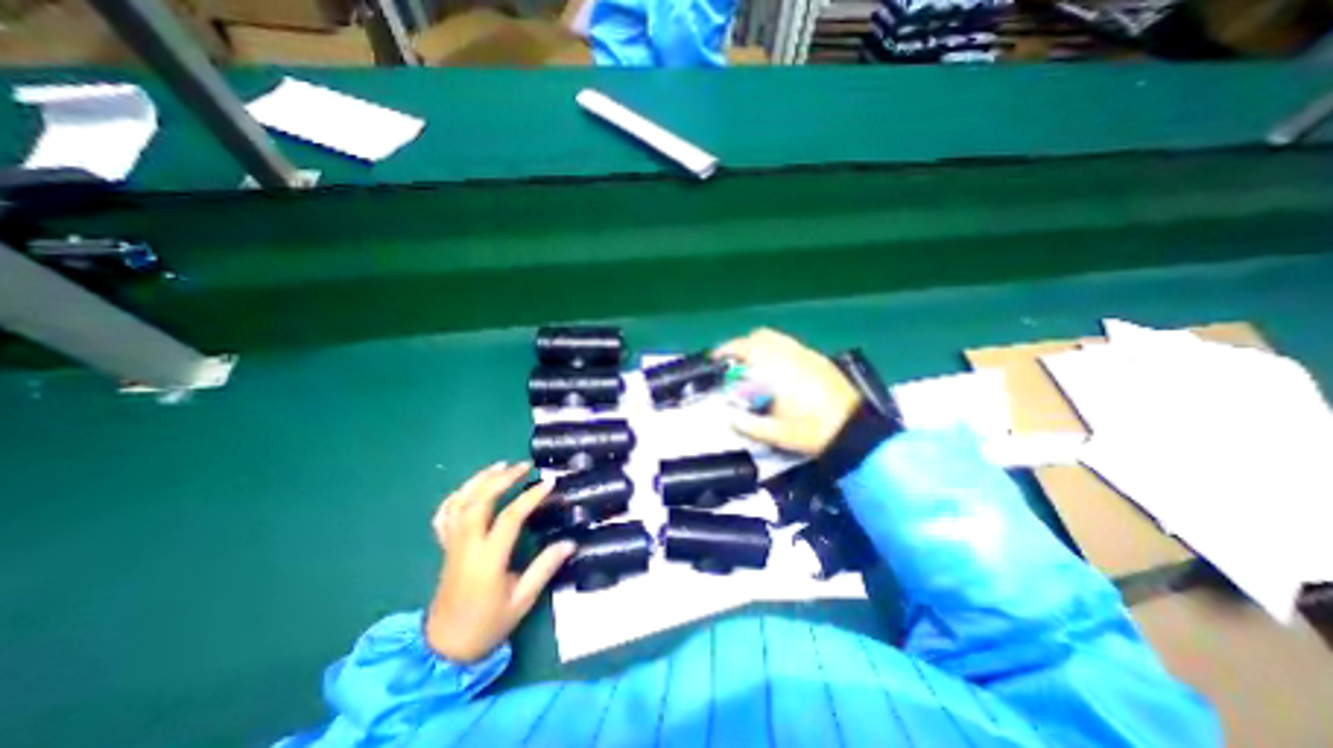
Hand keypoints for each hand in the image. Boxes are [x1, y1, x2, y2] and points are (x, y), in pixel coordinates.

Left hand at [425, 463, 573, 662]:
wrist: (443, 650)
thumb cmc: (487, 625)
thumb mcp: (522, 601)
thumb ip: (544, 568)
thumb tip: (570, 543)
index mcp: (487, 560)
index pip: (509, 518)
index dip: (530, 497)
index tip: (549, 483)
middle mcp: (466, 546)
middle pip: (478, 502)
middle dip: (501, 479)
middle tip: (523, 466)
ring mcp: (452, 545)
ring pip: (459, 503)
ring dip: (479, 480)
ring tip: (500, 465)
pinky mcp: (445, 548)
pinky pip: (444, 515)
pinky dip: (457, 496)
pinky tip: (472, 487)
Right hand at [712, 326, 858, 456]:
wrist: (853, 430)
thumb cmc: (811, 431)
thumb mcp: (775, 433)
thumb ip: (747, 424)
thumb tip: (728, 416)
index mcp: (777, 369)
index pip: (745, 347)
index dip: (726, 350)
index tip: (715, 358)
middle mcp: (791, 354)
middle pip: (760, 336)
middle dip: (742, 345)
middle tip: (733, 361)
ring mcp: (807, 354)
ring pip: (777, 338)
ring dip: (760, 346)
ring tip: (753, 364)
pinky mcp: (819, 359)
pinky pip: (791, 346)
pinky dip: (777, 350)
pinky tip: (779, 369)